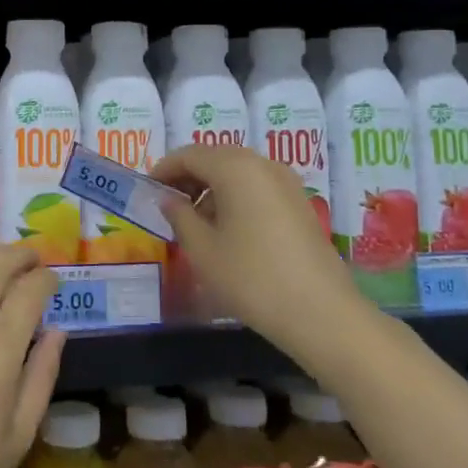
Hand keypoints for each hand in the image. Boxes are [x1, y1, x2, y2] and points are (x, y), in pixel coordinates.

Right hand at [152, 144, 362, 361]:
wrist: (320, 312)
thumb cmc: (251, 278)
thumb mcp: (202, 249)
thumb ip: (179, 216)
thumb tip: (168, 199)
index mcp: (235, 167)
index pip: (189, 155)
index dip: (164, 169)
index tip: (147, 189)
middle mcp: (262, 164)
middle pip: (215, 158)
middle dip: (188, 176)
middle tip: (167, 204)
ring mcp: (286, 182)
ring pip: (238, 172)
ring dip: (212, 188)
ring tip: (194, 221)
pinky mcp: (299, 203)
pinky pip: (257, 187)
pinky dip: (235, 197)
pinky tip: (227, 229)